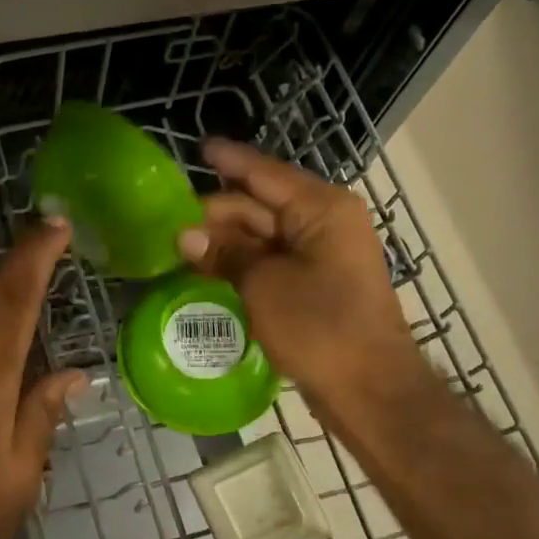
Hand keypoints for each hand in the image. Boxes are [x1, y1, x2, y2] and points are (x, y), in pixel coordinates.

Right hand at [178, 139, 428, 417]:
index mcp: (321, 209)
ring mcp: (322, 254)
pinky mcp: (316, 284)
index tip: (199, 148)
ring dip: (225, 241)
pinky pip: (271, 261)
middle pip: (261, 205)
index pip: (265, 174)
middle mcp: (325, 222)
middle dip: (216, 212)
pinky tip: (208, 269)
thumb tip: (184, 235)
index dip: (230, 161)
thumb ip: (225, 254)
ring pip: (264, 235)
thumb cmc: (320, 328)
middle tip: (169, 221)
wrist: (369, 390)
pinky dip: (241, 263)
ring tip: (179, 246)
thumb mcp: (264, 285)